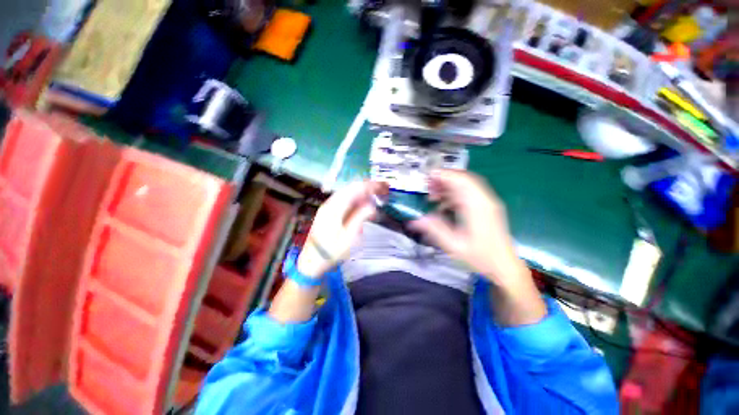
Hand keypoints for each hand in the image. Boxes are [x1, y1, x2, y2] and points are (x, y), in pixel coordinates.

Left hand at [298, 180, 387, 277]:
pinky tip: (363, 206)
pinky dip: (356, 200)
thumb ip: (360, 217)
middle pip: (351, 188)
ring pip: (348, 193)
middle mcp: (331, 203)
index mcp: (335, 207)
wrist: (312, 260)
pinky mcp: (328, 212)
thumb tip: (372, 206)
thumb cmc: (332, 250)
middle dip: (367, 188)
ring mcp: (328, 207)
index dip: (370, 186)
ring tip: (375, 197)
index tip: (383, 187)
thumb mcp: (349, 236)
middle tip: (382, 191)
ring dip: (362, 194)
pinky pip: (345, 200)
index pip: (355, 189)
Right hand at [409, 170, 526, 285]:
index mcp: (477, 207)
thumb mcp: (453, 245)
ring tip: (433, 196)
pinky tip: (444, 205)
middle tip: (428, 187)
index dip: (444, 175)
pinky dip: (455, 194)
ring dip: (449, 186)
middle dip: (444, 179)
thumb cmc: (480, 257)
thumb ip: (434, 229)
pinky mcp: (487, 207)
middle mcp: (485, 200)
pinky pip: (469, 193)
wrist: (505, 266)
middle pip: (464, 179)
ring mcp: (488, 203)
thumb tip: (414, 220)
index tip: (428, 177)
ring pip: (467, 185)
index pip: (461, 180)